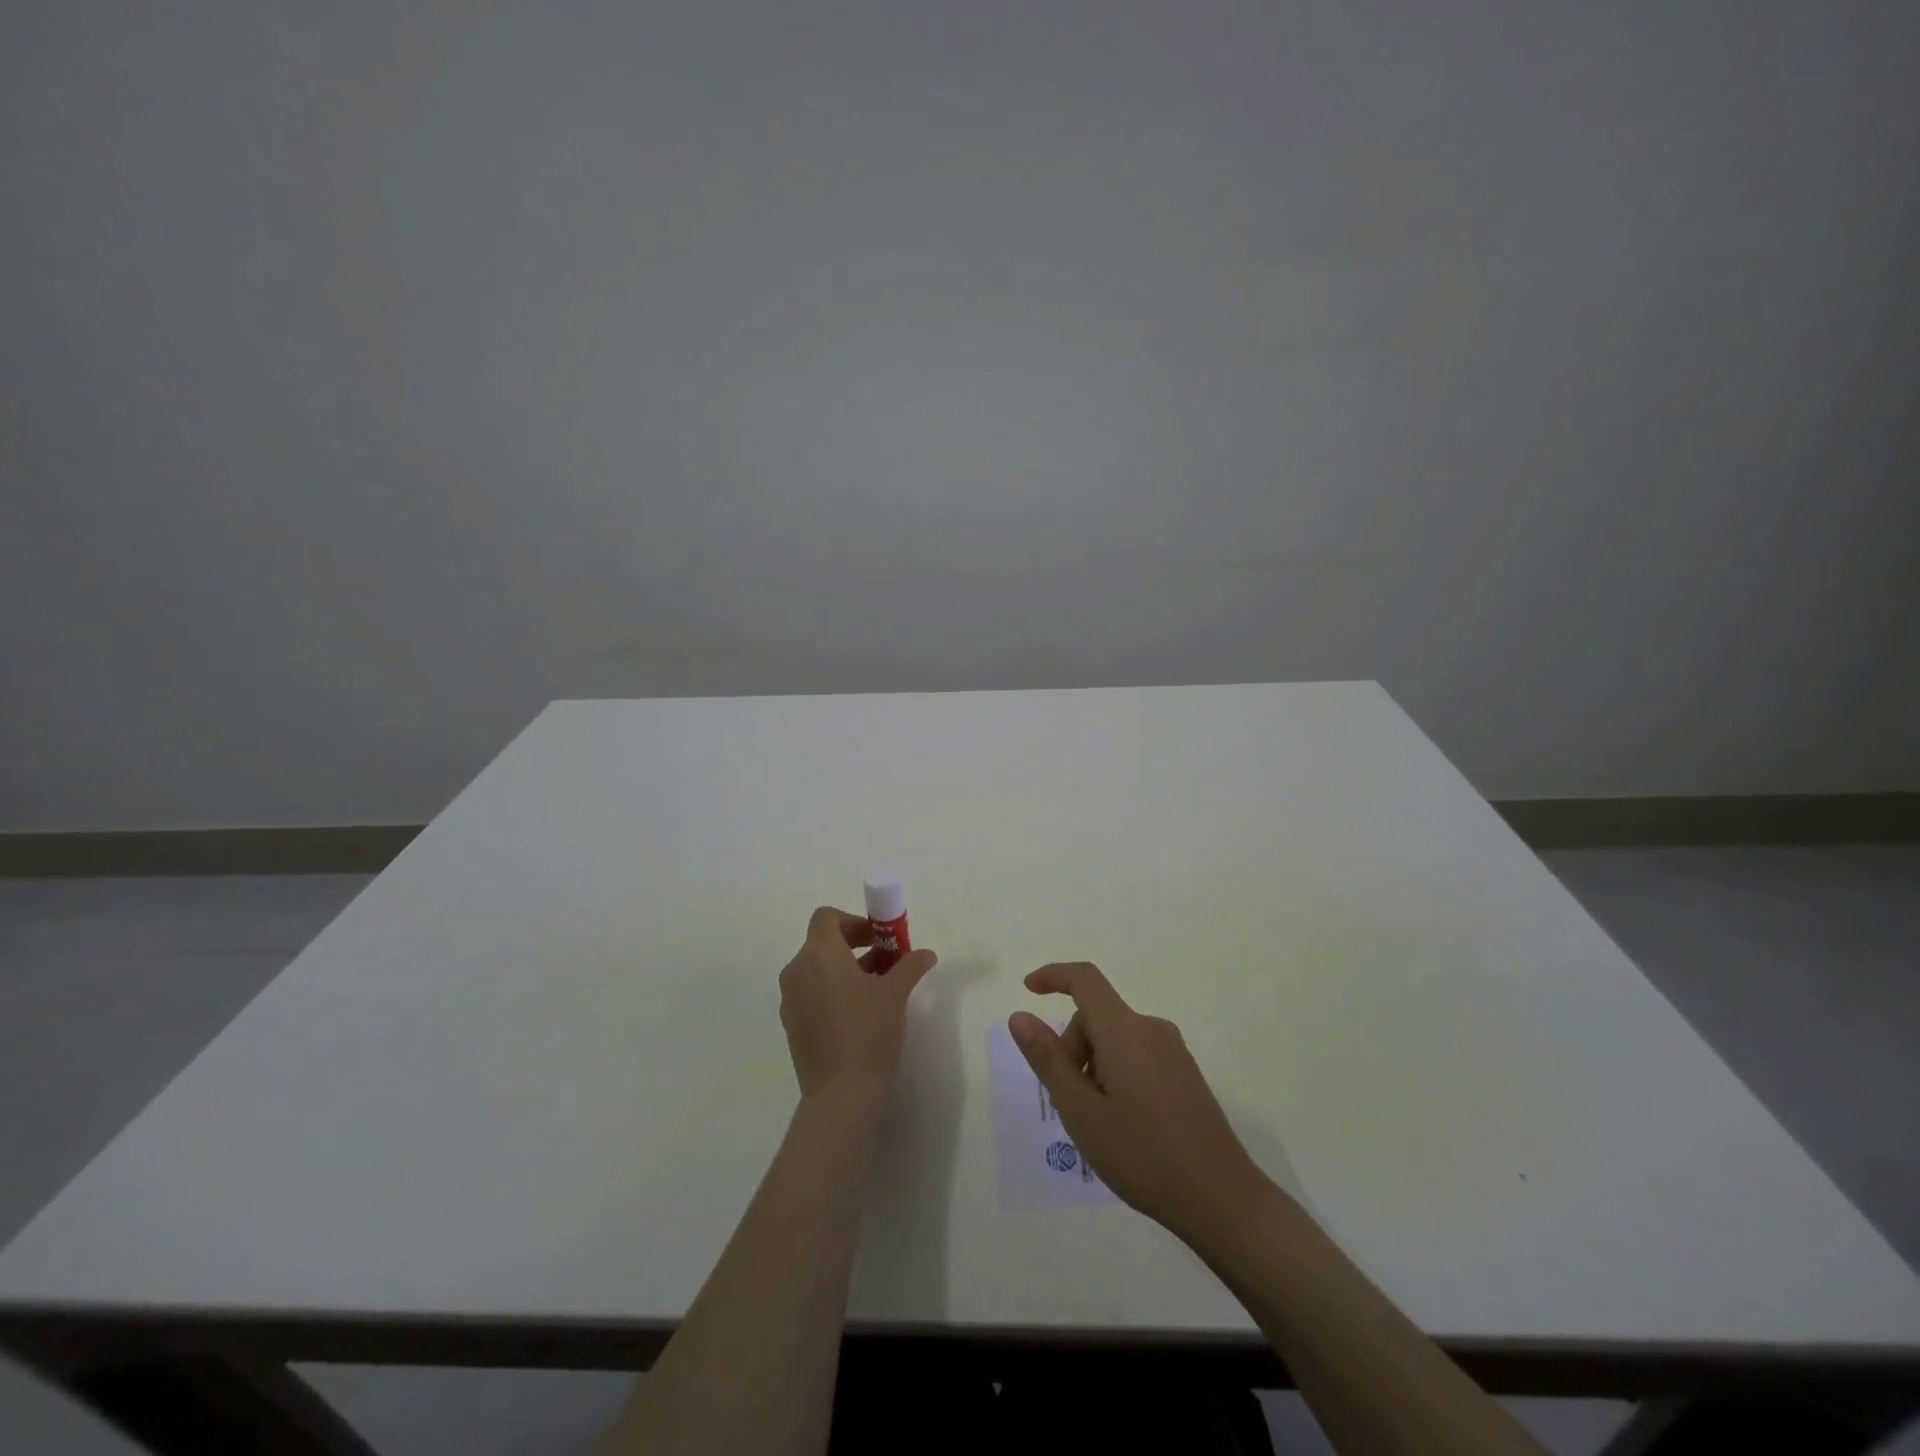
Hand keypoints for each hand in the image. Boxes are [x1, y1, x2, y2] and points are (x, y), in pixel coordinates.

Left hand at [779, 906, 937, 1102]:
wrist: (841, 1094)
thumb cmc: (869, 1031)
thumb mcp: (896, 993)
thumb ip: (909, 966)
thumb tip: (926, 954)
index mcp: (819, 953)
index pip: (827, 917)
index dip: (853, 922)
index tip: (878, 940)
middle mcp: (797, 970)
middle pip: (822, 943)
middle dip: (853, 947)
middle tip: (884, 963)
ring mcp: (790, 999)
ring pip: (816, 970)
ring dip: (843, 970)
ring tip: (875, 990)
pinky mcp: (791, 1025)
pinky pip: (810, 994)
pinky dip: (831, 992)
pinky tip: (857, 1016)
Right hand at [1009, 962, 1272, 1247]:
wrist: (1222, 1199)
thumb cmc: (1142, 1155)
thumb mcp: (1081, 1112)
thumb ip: (1048, 1059)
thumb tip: (1020, 1015)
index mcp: (1124, 1031)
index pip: (1085, 979)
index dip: (1053, 976)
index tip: (1028, 990)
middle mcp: (1151, 1029)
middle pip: (1097, 1017)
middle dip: (1072, 1047)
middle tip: (1068, 1102)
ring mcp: (1173, 1051)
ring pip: (1116, 1039)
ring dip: (1094, 1065)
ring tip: (1097, 1121)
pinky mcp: (1186, 1073)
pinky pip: (1137, 1055)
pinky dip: (1117, 1074)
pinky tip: (1123, 1124)